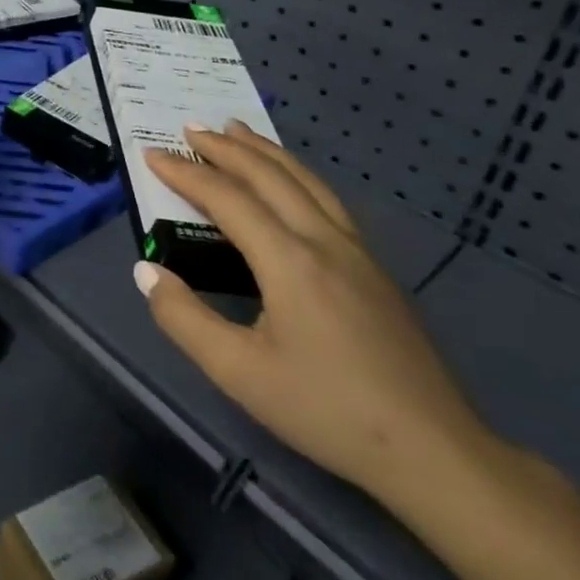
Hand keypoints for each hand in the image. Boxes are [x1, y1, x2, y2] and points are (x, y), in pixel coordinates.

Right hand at [136, 122, 492, 501]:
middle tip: (190, 127)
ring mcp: (357, 252)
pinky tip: (291, 182)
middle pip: (270, 176)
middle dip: (226, 148)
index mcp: (290, 261)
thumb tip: (146, 271)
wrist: (434, 452)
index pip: (228, 199)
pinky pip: (327, 199)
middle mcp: (324, 242)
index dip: (186, 174)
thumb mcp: (238, 373)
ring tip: (237, 130)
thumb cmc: (326, 410)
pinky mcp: (375, 269)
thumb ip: (184, 319)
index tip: (151, 154)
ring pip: (306, 181)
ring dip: (265, 151)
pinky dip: (296, 174)